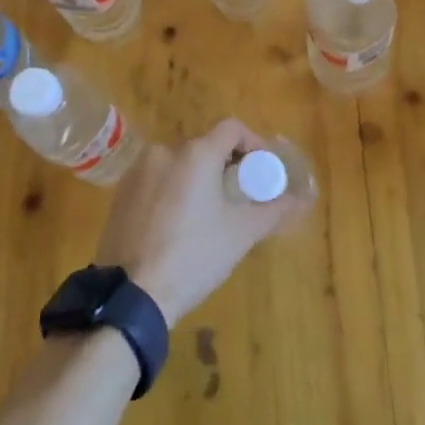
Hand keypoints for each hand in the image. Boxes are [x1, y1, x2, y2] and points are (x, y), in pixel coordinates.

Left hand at [95, 119, 310, 326]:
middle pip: (205, 146)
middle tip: (239, 197)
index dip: (253, 143)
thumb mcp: (241, 233)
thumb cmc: (193, 256)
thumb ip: (274, 210)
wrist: (130, 295)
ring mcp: (138, 172)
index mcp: (195, 153)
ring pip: (179, 164)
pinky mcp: (120, 194)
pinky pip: (156, 181)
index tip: (262, 171)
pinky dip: (173, 191)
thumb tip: (303, 199)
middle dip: (225, 166)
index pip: (232, 128)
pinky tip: (177, 225)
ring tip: (209, 214)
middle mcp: (164, 151)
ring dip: (198, 179)